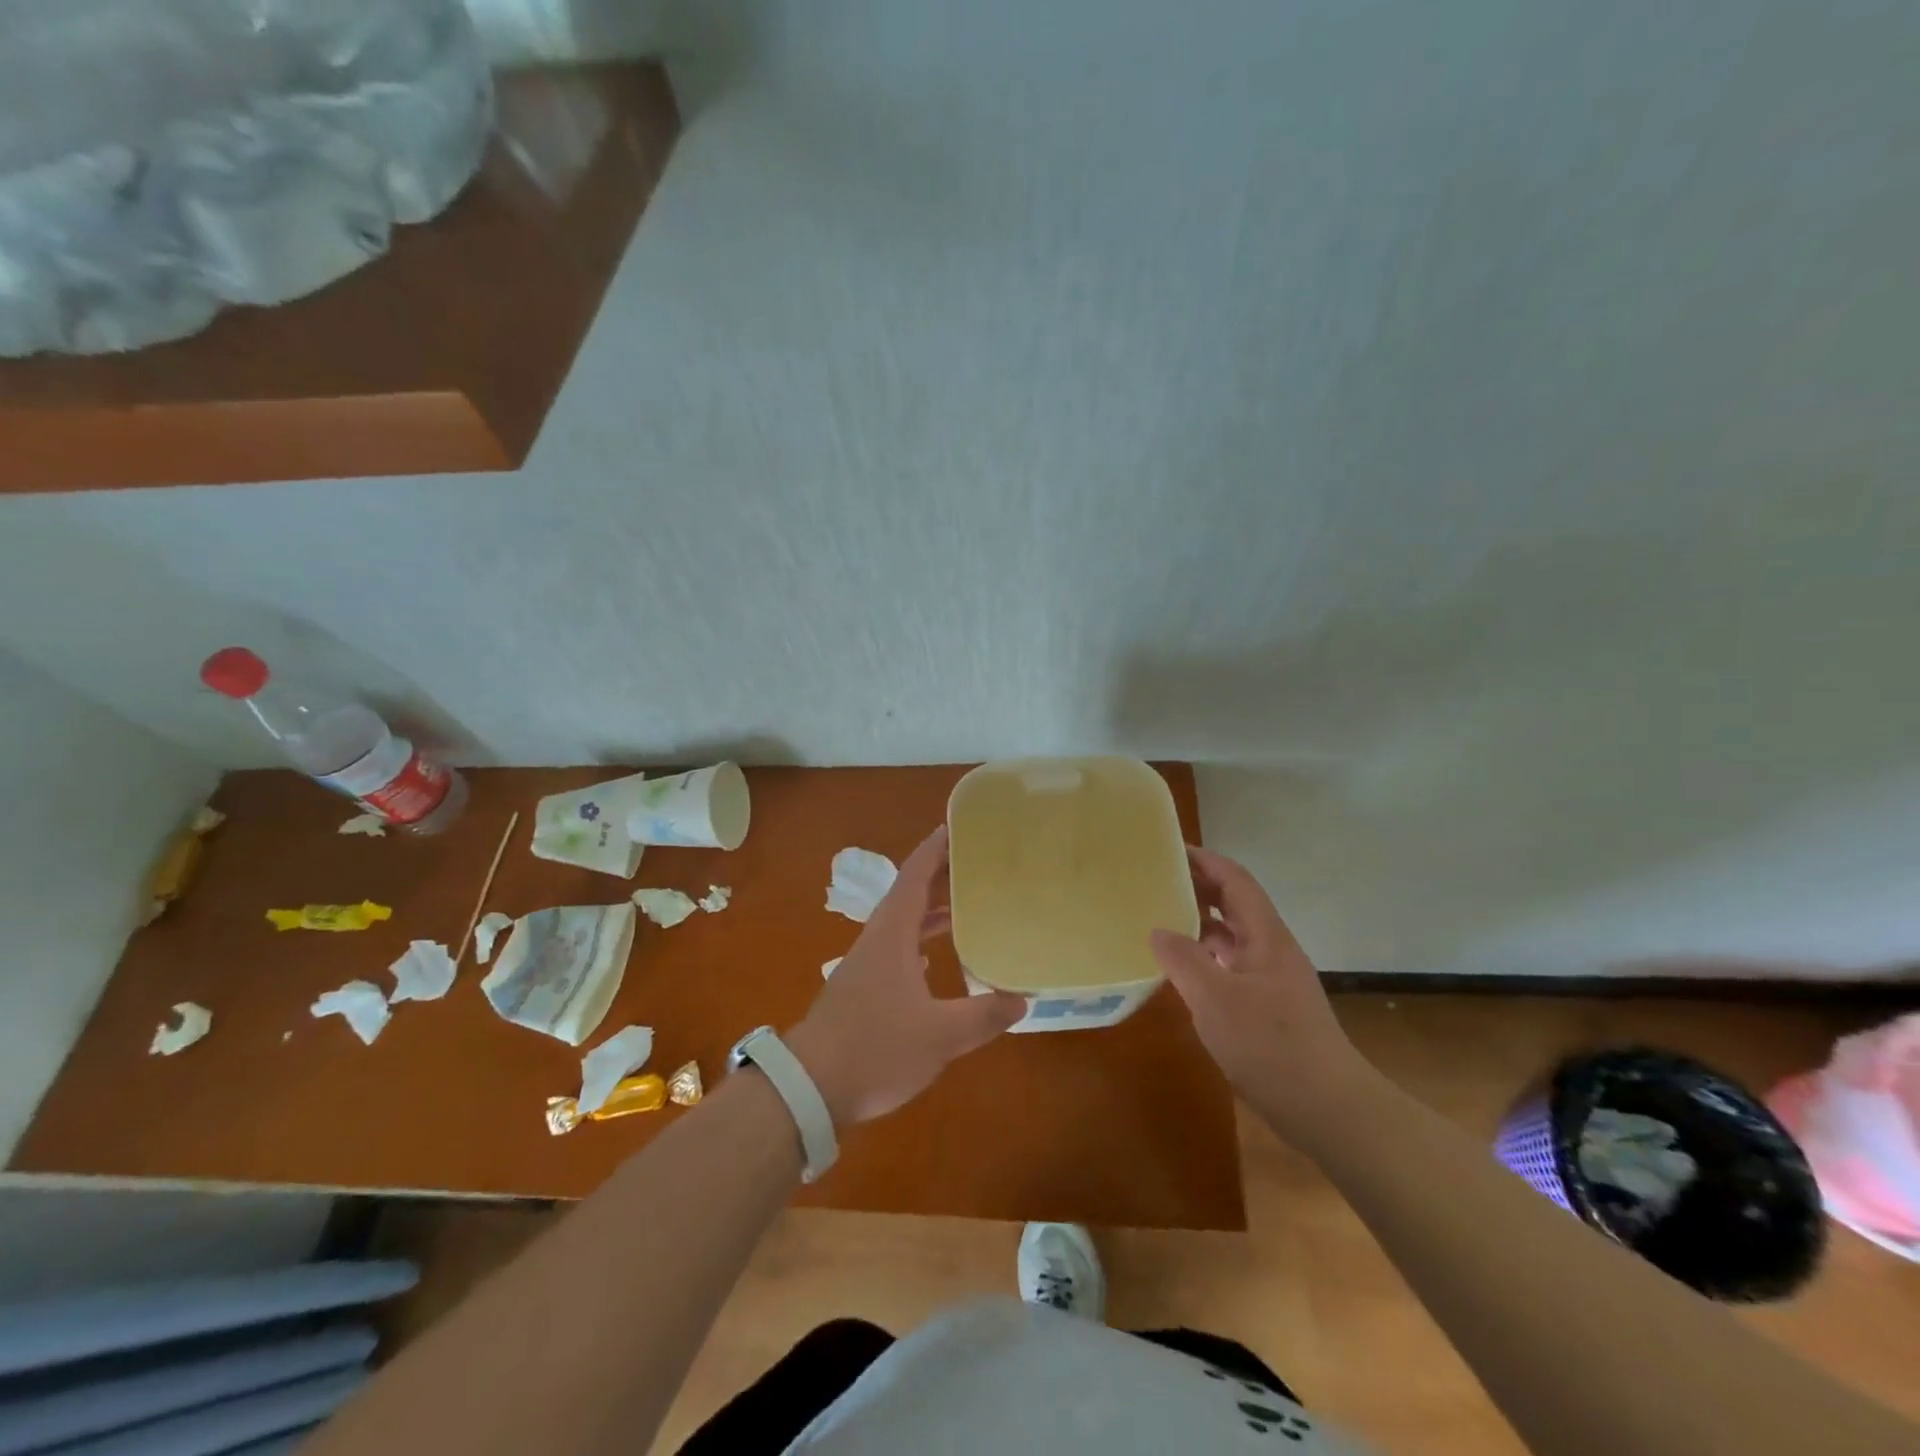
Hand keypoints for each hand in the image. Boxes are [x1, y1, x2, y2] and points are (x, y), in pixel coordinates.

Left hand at [787, 827, 1025, 1127]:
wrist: (809, 1088)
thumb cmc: (875, 1049)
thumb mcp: (939, 1036)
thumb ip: (983, 1016)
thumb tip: (1022, 999)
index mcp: (892, 934)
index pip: (915, 875)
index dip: (936, 848)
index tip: (960, 827)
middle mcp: (878, 940)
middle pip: (911, 894)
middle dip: (942, 875)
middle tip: (980, 864)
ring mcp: (867, 965)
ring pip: (904, 923)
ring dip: (934, 910)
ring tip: (970, 905)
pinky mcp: (863, 989)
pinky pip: (899, 949)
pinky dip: (923, 942)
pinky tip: (939, 961)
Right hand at [1149, 846, 1372, 1134]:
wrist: (1327, 1109)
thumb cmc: (1271, 1045)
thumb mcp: (1215, 999)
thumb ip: (1183, 959)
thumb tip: (1157, 929)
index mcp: (1266, 936)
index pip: (1235, 880)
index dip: (1204, 860)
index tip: (1168, 850)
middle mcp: (1270, 949)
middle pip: (1233, 904)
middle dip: (1197, 886)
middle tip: (1154, 880)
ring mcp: (1270, 979)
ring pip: (1231, 936)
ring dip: (1198, 923)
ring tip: (1158, 918)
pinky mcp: (1267, 1007)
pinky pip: (1229, 966)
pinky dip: (1203, 958)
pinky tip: (1180, 971)